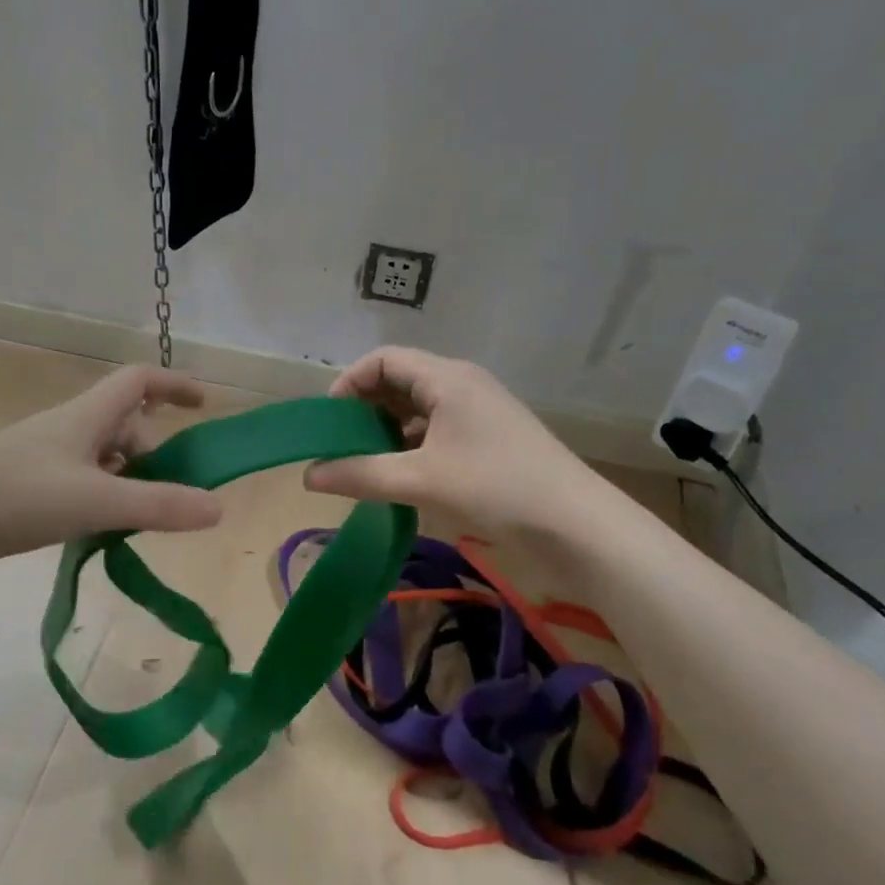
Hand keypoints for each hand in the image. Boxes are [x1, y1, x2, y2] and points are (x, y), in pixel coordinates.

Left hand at [0, 366, 222, 571]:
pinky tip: (103, 529)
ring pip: (104, 457)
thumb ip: (158, 505)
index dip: (174, 384)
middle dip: (155, 452)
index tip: (204, 402)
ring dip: (130, 479)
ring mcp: (47, 457)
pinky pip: (83, 481)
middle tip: (171, 493)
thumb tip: (217, 508)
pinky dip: (104, 497)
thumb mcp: (97, 500)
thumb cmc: (20, 494)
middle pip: (126, 425)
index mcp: (87, 416)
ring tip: (141, 517)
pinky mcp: (30, 486)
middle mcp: (70, 429)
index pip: (139, 381)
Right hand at [303, 347, 607, 534]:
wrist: (578, 525)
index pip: (384, 359)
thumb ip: (360, 474)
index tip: (328, 421)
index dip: (349, 383)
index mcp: (447, 378)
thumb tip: (307, 475)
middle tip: (340, 444)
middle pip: (400, 379)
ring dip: (387, 428)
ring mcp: (479, 411)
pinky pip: (437, 428)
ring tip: (363, 461)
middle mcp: (462, 384)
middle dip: (365, 407)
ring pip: (419, 407)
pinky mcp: (489, 438)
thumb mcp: (420, 480)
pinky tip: (400, 474)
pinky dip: (411, 444)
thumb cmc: (496, 488)